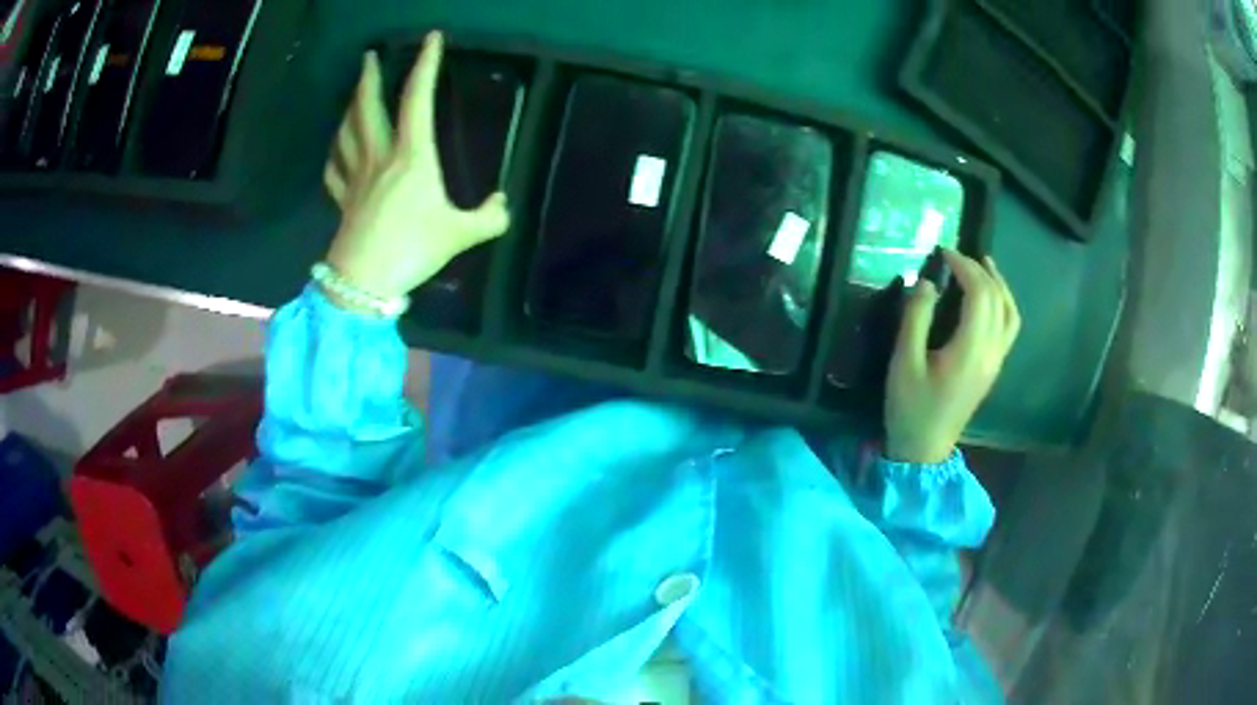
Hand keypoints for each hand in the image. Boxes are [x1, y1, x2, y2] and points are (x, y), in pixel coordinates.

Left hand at [322, 32, 509, 301]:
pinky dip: (334, 152)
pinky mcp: (342, 200)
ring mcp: (355, 178)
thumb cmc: (411, 250)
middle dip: (369, 78)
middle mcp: (380, 157)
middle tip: (369, 57)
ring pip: (347, 132)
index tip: (431, 38)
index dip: (425, 65)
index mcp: (412, 156)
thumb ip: (489, 218)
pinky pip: (333, 168)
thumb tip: (501, 204)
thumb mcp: (461, 235)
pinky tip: (338, 148)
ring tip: (354, 95)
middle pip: (368, 107)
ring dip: (349, 108)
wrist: (363, 284)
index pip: (419, 99)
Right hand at [884, 251, 1020, 463]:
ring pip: (1010, 312)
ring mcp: (996, 361)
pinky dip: (1003, 303)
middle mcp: (991, 352)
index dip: (964, 267)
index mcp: (970, 350)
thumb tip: (929, 282)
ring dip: (998, 284)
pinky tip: (990, 296)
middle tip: (954, 256)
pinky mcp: (993, 367)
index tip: (943, 252)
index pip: (979, 294)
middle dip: (978, 270)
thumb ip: (917, 317)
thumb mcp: (904, 361)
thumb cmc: (910, 407)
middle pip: (996, 298)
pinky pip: (1009, 326)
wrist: (924, 449)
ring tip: (983, 265)